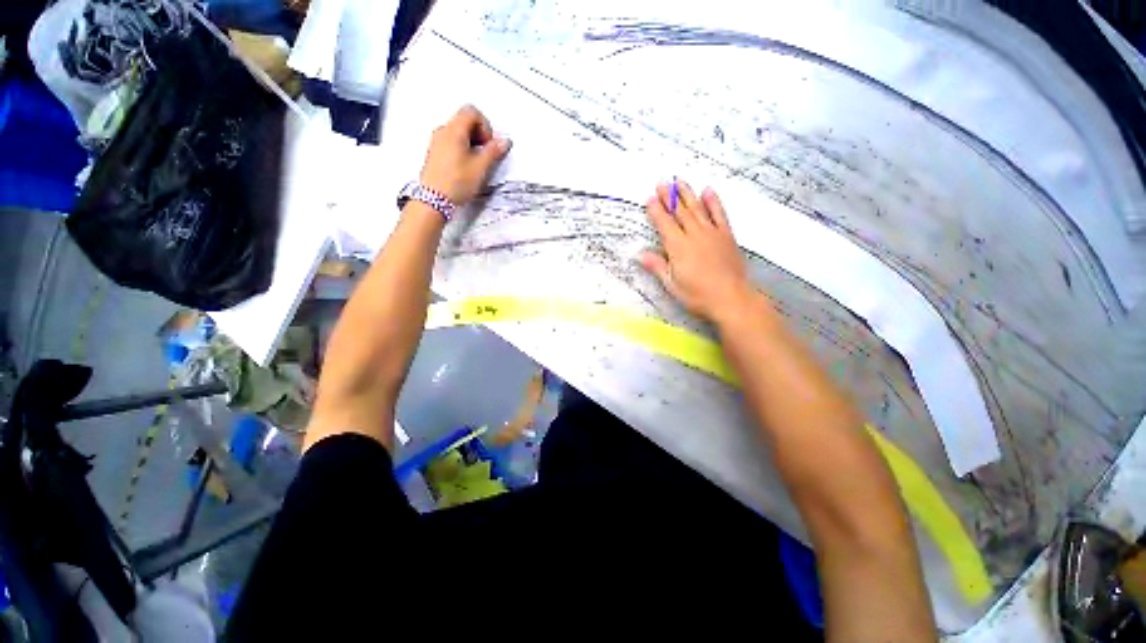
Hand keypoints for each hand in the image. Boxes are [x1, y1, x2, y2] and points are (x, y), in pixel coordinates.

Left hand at [420, 105, 511, 205]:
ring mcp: (437, 142)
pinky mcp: (435, 153)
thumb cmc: (456, 182)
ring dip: (472, 143)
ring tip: (476, 163)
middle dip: (480, 134)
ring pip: (458, 133)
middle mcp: (443, 131)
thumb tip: (505, 141)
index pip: (472, 112)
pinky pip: (451, 143)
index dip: (485, 126)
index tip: (489, 145)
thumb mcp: (480, 167)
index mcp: (454, 130)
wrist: (433, 200)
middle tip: (485, 154)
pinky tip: (466, 167)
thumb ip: (493, 151)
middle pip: (465, 120)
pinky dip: (462, 149)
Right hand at [639, 181, 756, 323]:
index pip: (664, 223)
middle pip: (679, 211)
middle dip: (669, 197)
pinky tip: (708, 190)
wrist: (731, 298)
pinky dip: (713, 201)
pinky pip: (719, 214)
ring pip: (697, 208)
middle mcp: (694, 234)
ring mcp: (712, 233)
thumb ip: (657, 266)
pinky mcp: (726, 235)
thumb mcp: (672, 285)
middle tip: (662, 183)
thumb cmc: (697, 295)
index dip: (656, 210)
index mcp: (678, 247)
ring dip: (687, 193)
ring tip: (680, 180)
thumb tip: (639, 254)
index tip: (649, 198)